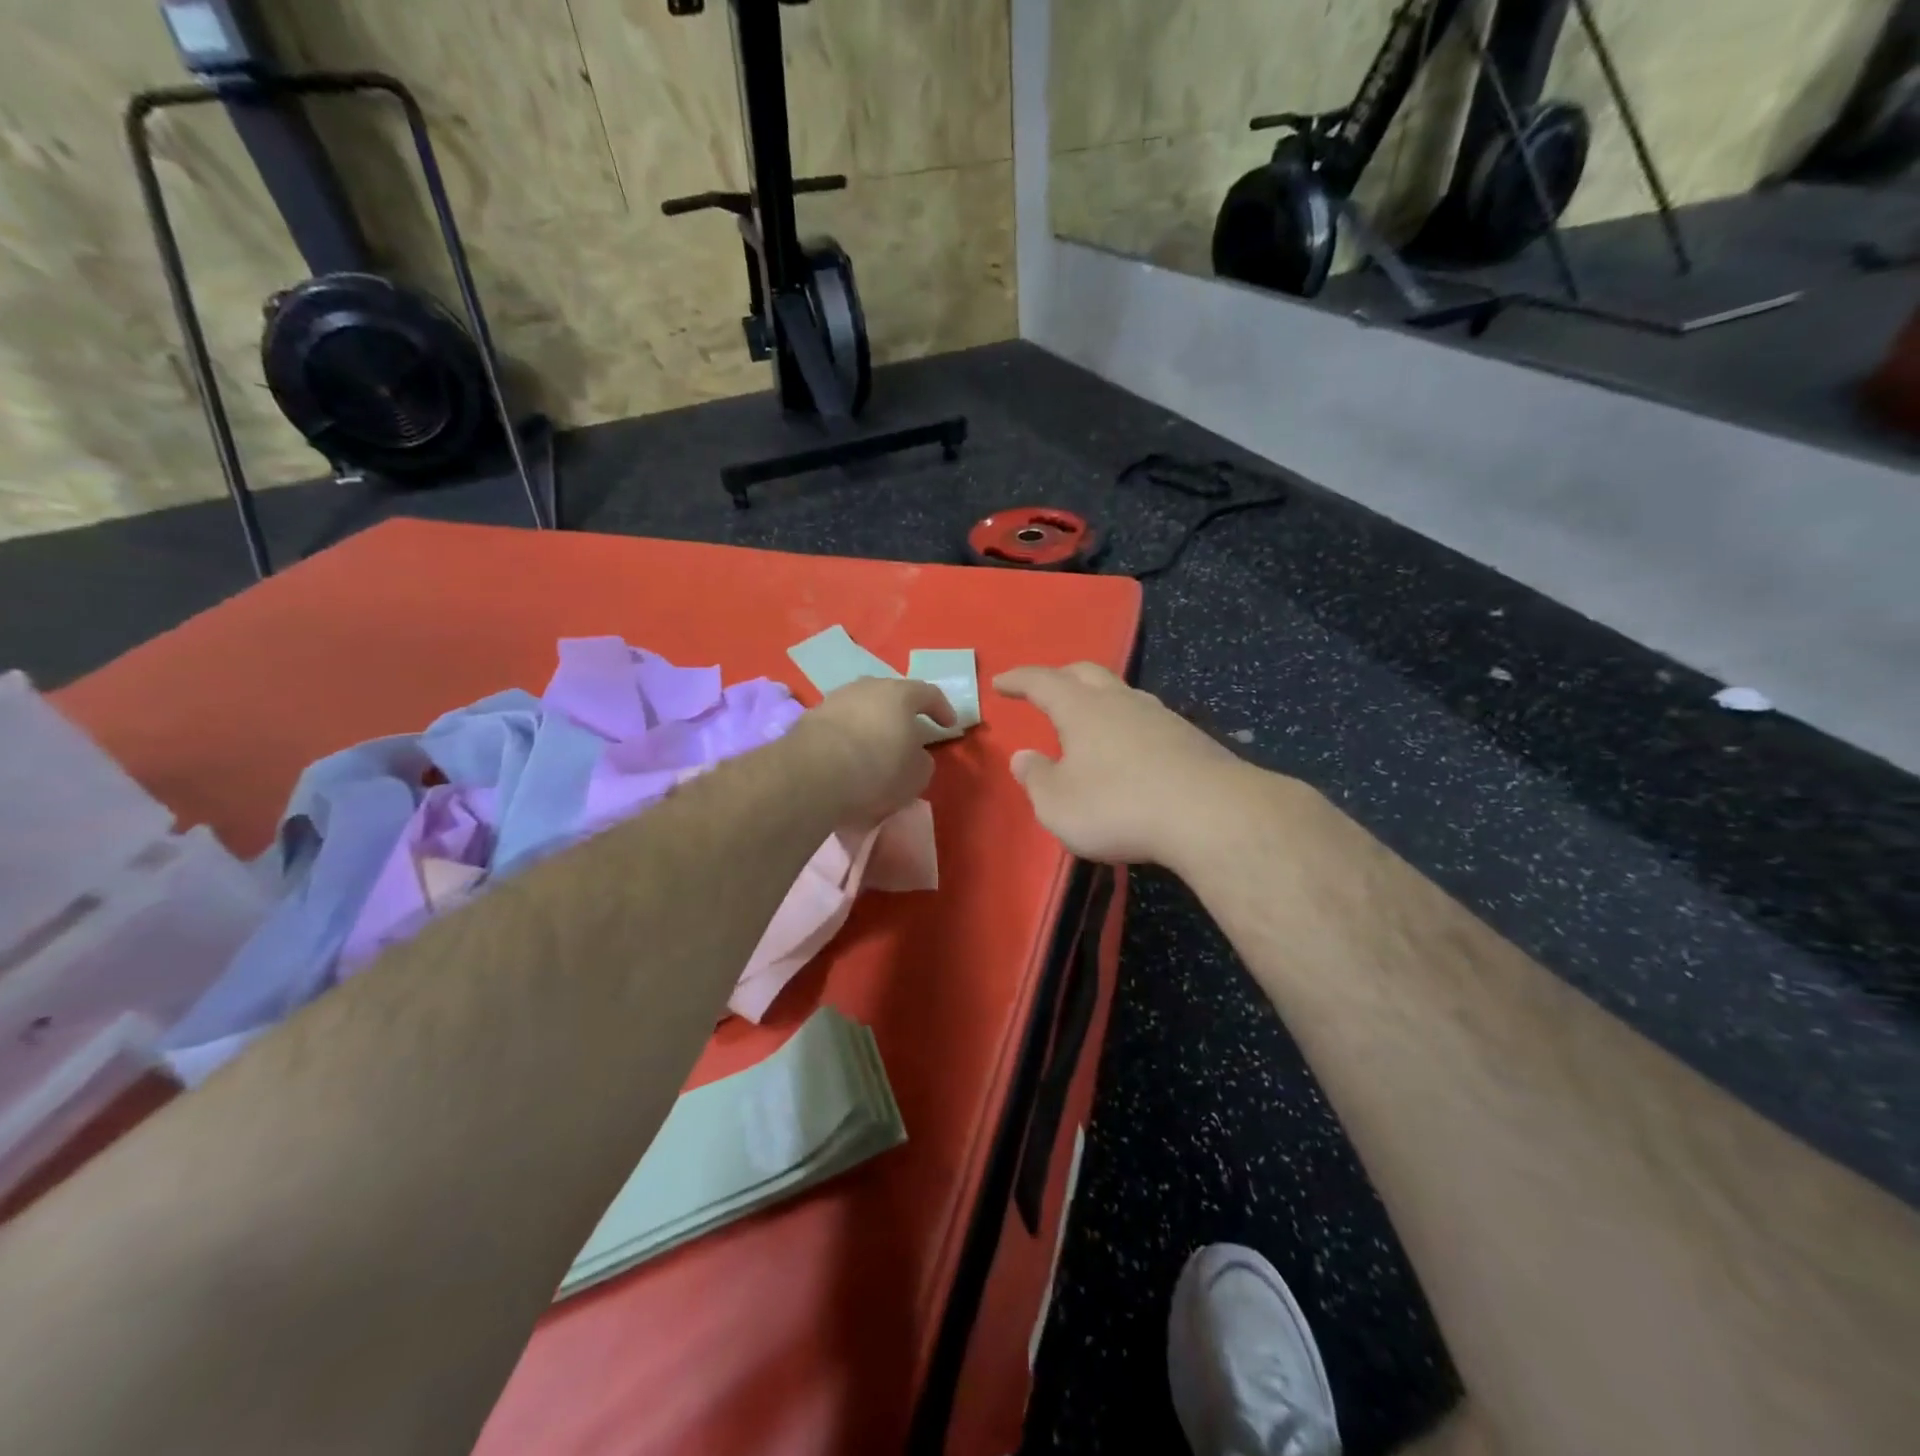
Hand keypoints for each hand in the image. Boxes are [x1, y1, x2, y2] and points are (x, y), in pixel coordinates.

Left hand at [789, 677, 956, 824]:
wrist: (813, 774)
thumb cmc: (877, 770)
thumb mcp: (916, 775)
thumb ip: (922, 760)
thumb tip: (915, 755)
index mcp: (900, 694)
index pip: (929, 693)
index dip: (942, 709)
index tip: (948, 726)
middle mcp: (867, 687)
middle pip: (891, 695)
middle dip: (902, 713)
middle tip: (908, 733)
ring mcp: (835, 698)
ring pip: (861, 706)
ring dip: (871, 723)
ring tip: (874, 746)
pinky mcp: (810, 717)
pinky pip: (839, 723)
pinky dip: (847, 736)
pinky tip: (847, 756)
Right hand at [994, 663, 1256, 867]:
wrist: (1210, 815)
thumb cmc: (1118, 806)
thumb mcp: (1058, 804)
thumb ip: (1036, 778)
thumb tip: (1023, 757)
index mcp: (1082, 709)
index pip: (1042, 681)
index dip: (1019, 680)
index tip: (1001, 682)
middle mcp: (1121, 702)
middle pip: (1087, 673)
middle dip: (1061, 677)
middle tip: (1045, 690)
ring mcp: (1160, 717)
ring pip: (1123, 694)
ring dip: (1100, 700)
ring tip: (1090, 718)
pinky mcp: (1190, 739)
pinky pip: (1148, 721)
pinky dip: (1129, 726)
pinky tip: (1132, 749)